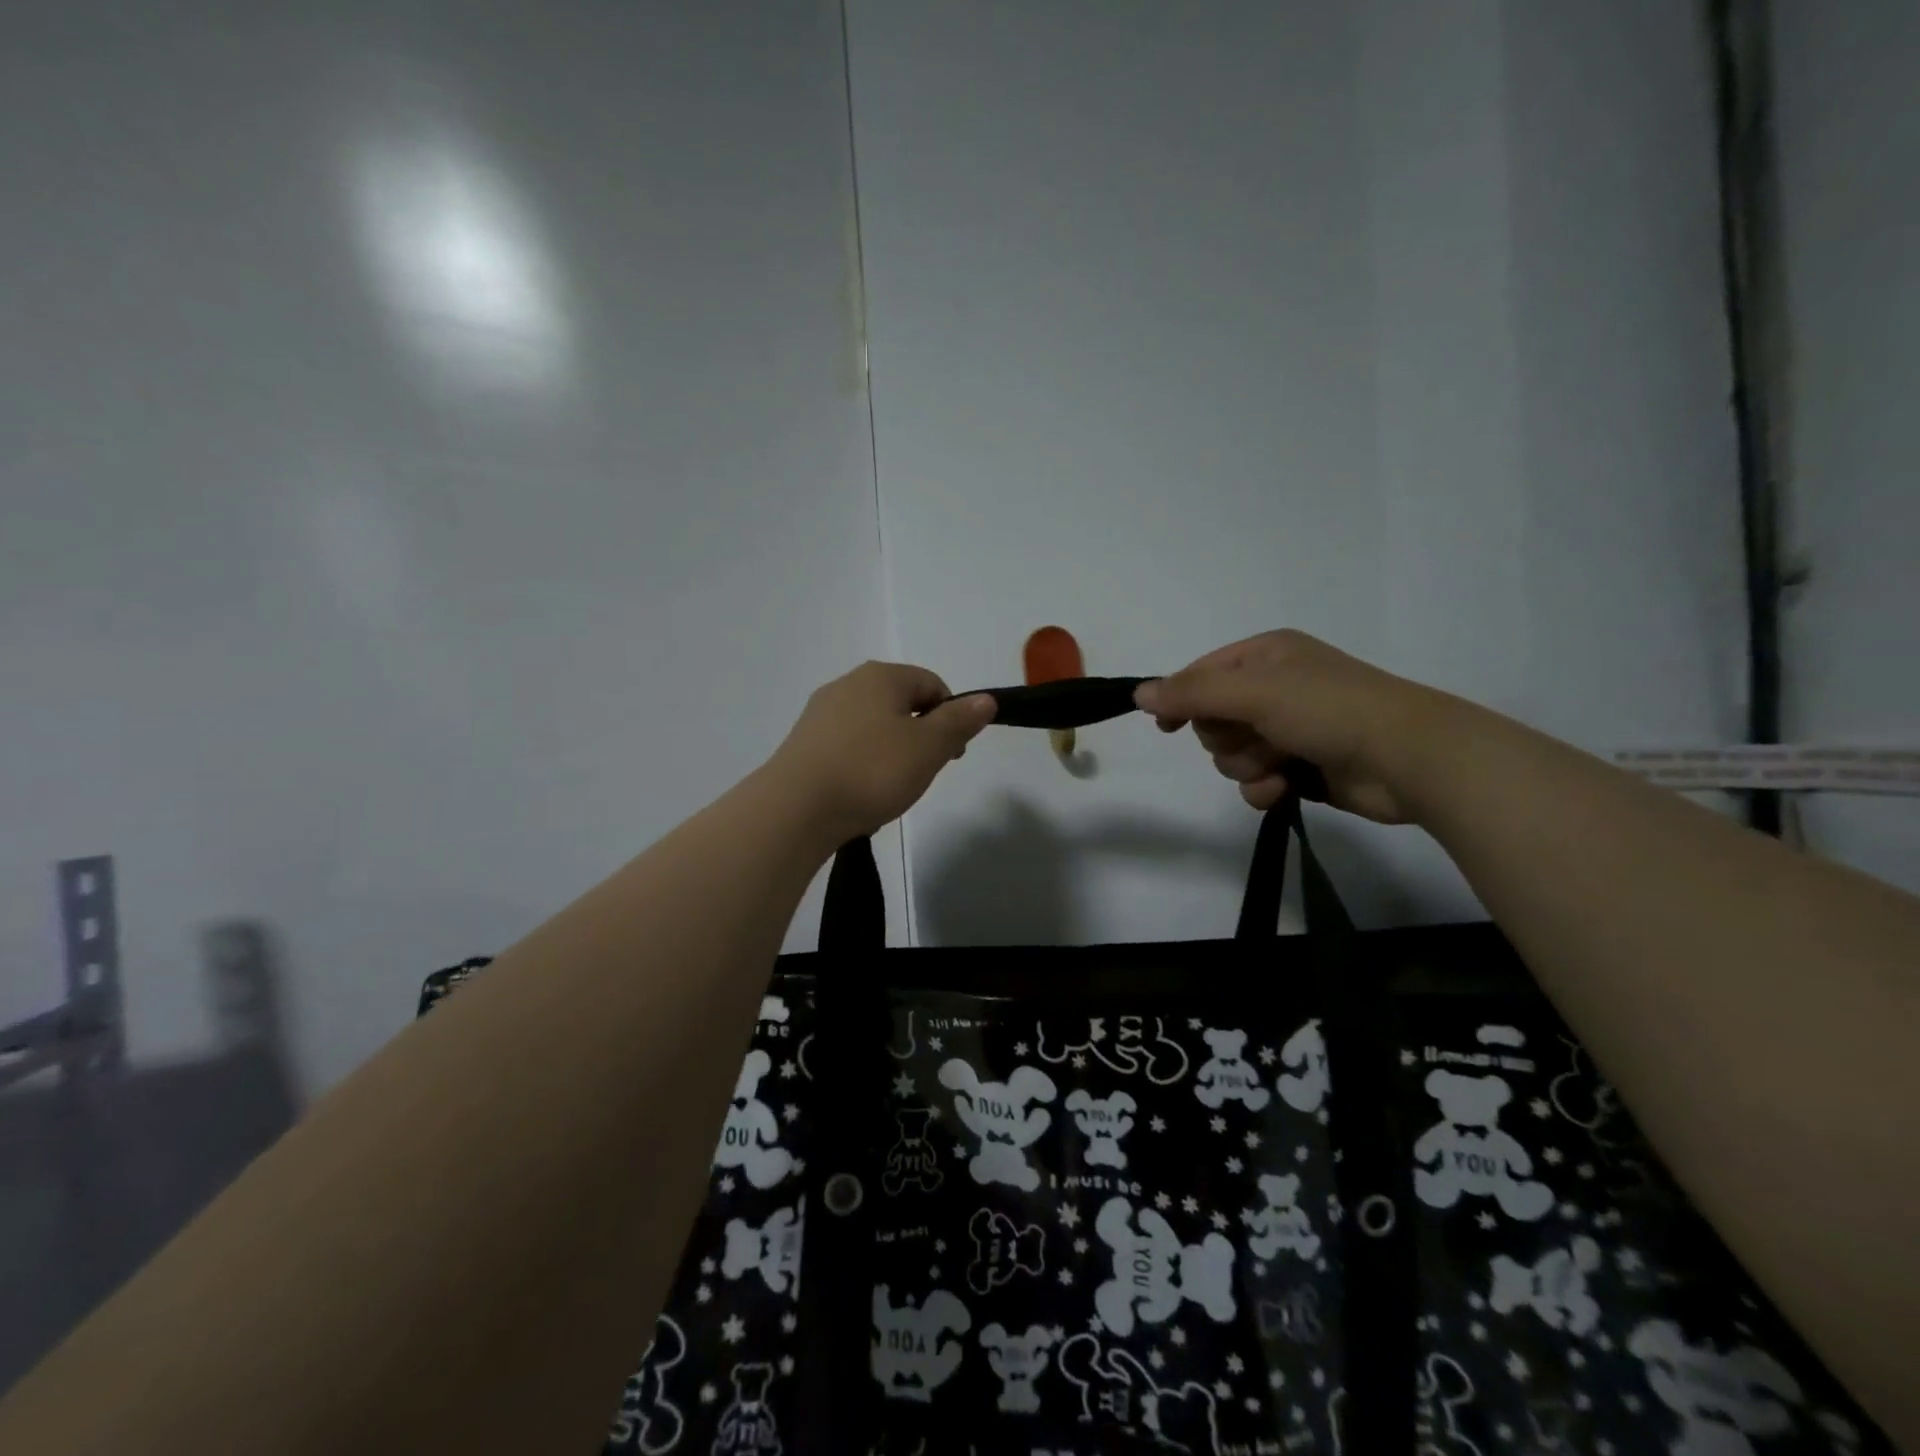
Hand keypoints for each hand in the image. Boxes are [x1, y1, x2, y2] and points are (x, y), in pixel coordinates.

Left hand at [770, 662, 995, 840]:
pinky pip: (848, 746)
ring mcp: (821, 713)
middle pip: (901, 703)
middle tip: (924, 772)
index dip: (952, 716)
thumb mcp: (928, 747)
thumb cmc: (871, 771)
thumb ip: (959, 721)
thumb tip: (985, 699)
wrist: (795, 809)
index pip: (932, 684)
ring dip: (892, 752)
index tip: (952, 754)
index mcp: (881, 676)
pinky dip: (862, 764)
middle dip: (921, 735)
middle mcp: (847, 684)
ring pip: (874, 726)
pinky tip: (860, 793)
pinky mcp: (803, 742)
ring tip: (891, 788)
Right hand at [1134, 630, 1457, 823]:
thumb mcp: (1254, 691)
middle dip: (1227, 737)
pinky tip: (1286, 787)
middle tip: (1256, 737)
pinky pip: (1255, 781)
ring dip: (1248, 764)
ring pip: (1231, 754)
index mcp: (1265, 656)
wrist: (1409, 758)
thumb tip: (1138, 693)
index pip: (1200, 675)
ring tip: (1282, 763)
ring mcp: (1288, 729)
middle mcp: (1274, 688)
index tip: (1165, 726)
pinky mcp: (1301, 767)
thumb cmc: (1329, 710)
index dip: (1180, 700)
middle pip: (1212, 720)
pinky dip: (1264, 786)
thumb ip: (1192, 693)